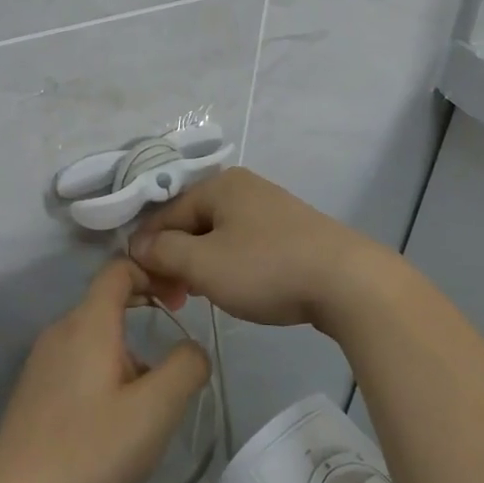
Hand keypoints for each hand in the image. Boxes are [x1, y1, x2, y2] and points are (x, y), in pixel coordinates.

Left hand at [0, 258, 210, 482]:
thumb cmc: (92, 449)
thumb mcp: (155, 410)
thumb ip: (185, 367)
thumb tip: (192, 349)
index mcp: (88, 323)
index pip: (118, 270)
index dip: (152, 274)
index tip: (180, 303)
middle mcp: (60, 330)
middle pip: (107, 303)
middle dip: (144, 318)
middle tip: (174, 357)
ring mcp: (40, 360)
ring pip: (93, 337)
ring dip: (126, 353)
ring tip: (146, 402)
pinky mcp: (32, 389)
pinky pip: (75, 361)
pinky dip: (102, 371)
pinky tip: (111, 419)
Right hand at [128, 167, 390, 329]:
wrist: (347, 282)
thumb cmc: (266, 268)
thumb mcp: (204, 263)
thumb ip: (163, 251)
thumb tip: (136, 244)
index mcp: (220, 184)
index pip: (166, 214)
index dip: (148, 249)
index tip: (146, 287)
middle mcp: (244, 188)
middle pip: (192, 223)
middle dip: (177, 260)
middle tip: (175, 298)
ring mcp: (271, 208)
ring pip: (218, 236)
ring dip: (202, 266)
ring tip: (201, 296)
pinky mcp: (292, 232)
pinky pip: (245, 245)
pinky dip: (231, 266)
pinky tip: (236, 289)